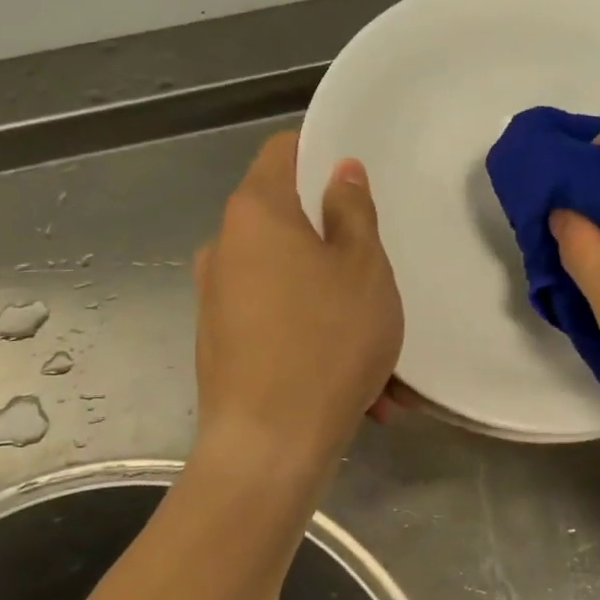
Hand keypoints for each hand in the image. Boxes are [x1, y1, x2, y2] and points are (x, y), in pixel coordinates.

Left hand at [191, 132, 402, 481]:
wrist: (268, 448)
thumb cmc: (327, 341)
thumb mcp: (363, 268)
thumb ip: (352, 211)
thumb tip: (339, 171)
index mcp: (255, 213)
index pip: (282, 151)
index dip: (320, 154)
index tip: (356, 182)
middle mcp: (225, 248)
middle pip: (288, 222)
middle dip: (338, 248)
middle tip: (379, 281)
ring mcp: (217, 299)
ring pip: (291, 283)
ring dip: (336, 307)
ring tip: (382, 362)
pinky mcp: (220, 345)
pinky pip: (278, 324)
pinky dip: (315, 340)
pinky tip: (358, 389)